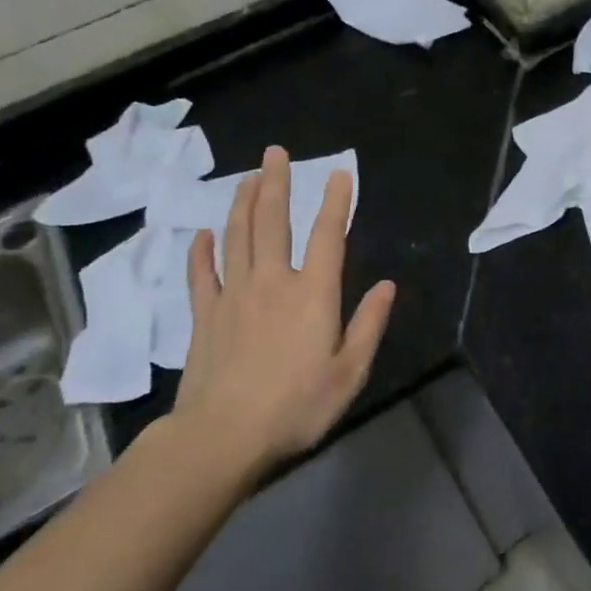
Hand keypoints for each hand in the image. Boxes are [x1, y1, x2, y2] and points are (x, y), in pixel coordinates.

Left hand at [174, 146, 395, 470]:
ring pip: (237, 237)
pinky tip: (203, 234)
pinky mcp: (204, 316)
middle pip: (272, 222)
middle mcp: (272, 282)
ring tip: (247, 177)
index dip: (336, 202)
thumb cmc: (296, 406)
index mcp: (312, 293)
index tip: (339, 173)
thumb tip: (388, 285)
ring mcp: (233, 295)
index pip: (327, 235)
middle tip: (274, 152)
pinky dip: (202, 251)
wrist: (222, 437)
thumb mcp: (349, 372)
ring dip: (243, 203)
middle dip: (276, 184)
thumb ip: (369, 325)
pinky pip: (202, 274)